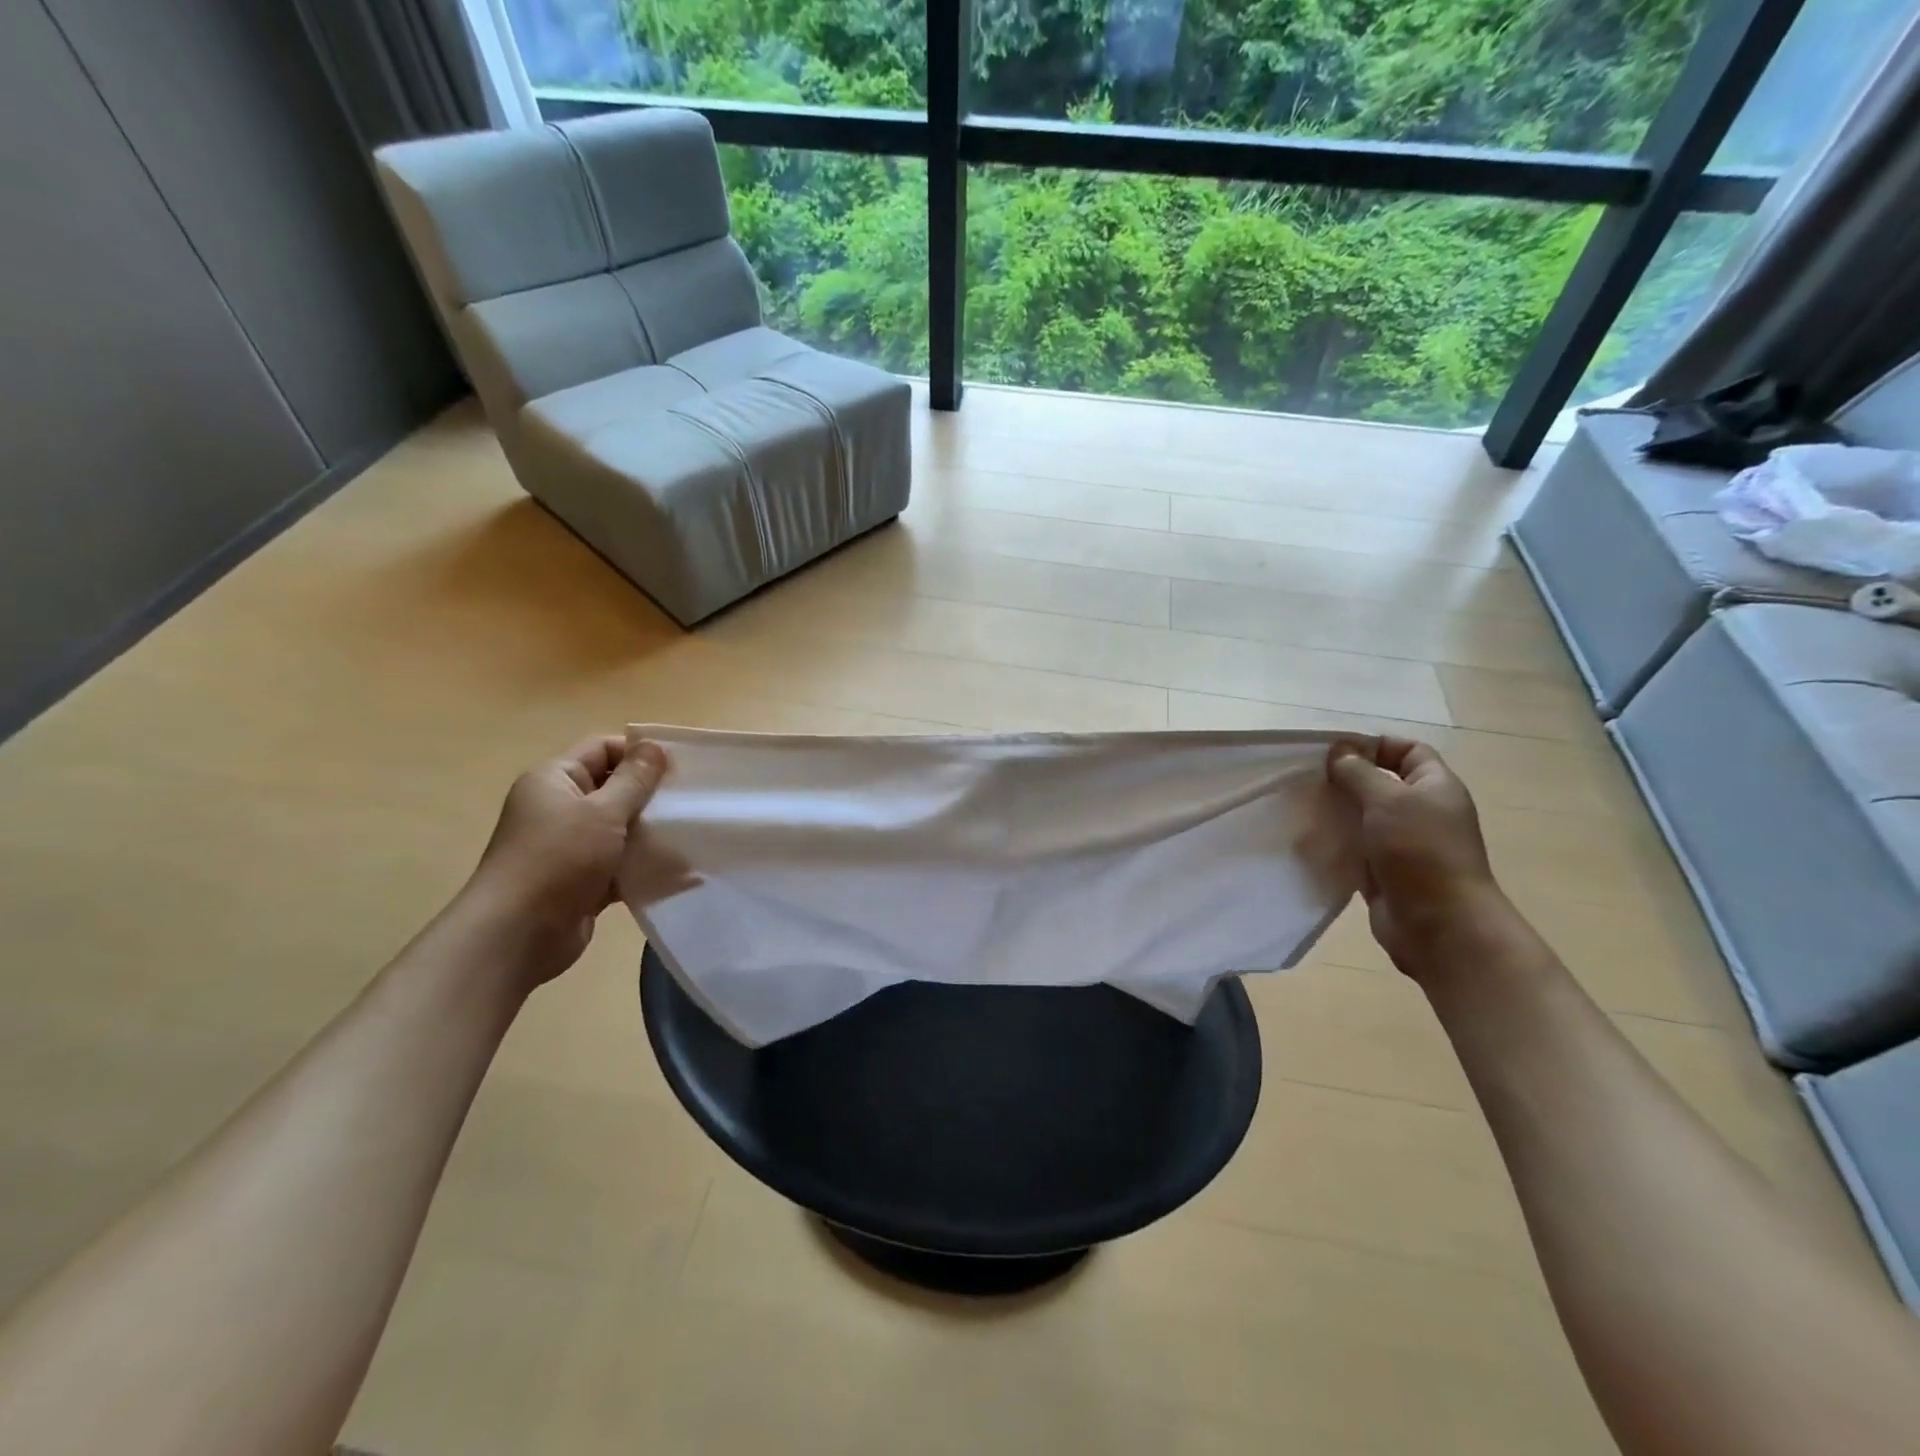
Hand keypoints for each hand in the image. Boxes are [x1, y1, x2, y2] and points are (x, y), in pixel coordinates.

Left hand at [463, 734, 667, 984]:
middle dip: (651, 795)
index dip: (640, 753)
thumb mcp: (603, 812)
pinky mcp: (582, 879)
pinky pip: (619, 862)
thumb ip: (634, 780)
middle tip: (691, 801)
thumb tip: (654, 747)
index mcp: (555, 780)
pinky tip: (675, 869)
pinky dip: (642, 864)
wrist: (517, 935)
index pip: (602, 748)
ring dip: (650, 832)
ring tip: (690, 834)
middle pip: (614, 788)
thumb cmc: (558, 860)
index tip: (680, 768)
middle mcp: (559, 807)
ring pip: (620, 827)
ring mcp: (570, 846)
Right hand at [1326, 737, 1502, 981]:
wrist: (1440, 926)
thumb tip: (1339, 752)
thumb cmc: (1421, 852)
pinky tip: (1306, 839)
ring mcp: (1402, 844)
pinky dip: (1334, 842)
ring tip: (1301, 807)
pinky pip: (1354, 848)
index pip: (1408, 751)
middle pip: (1380, 784)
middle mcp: (1421, 812)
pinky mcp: (1383, 872)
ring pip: (1363, 817)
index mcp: (1435, 787)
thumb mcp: (1388, 800)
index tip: (1335, 752)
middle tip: (1308, 779)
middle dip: (1345, 779)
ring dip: (1335, 812)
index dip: (1375, 746)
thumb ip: (1359, 773)